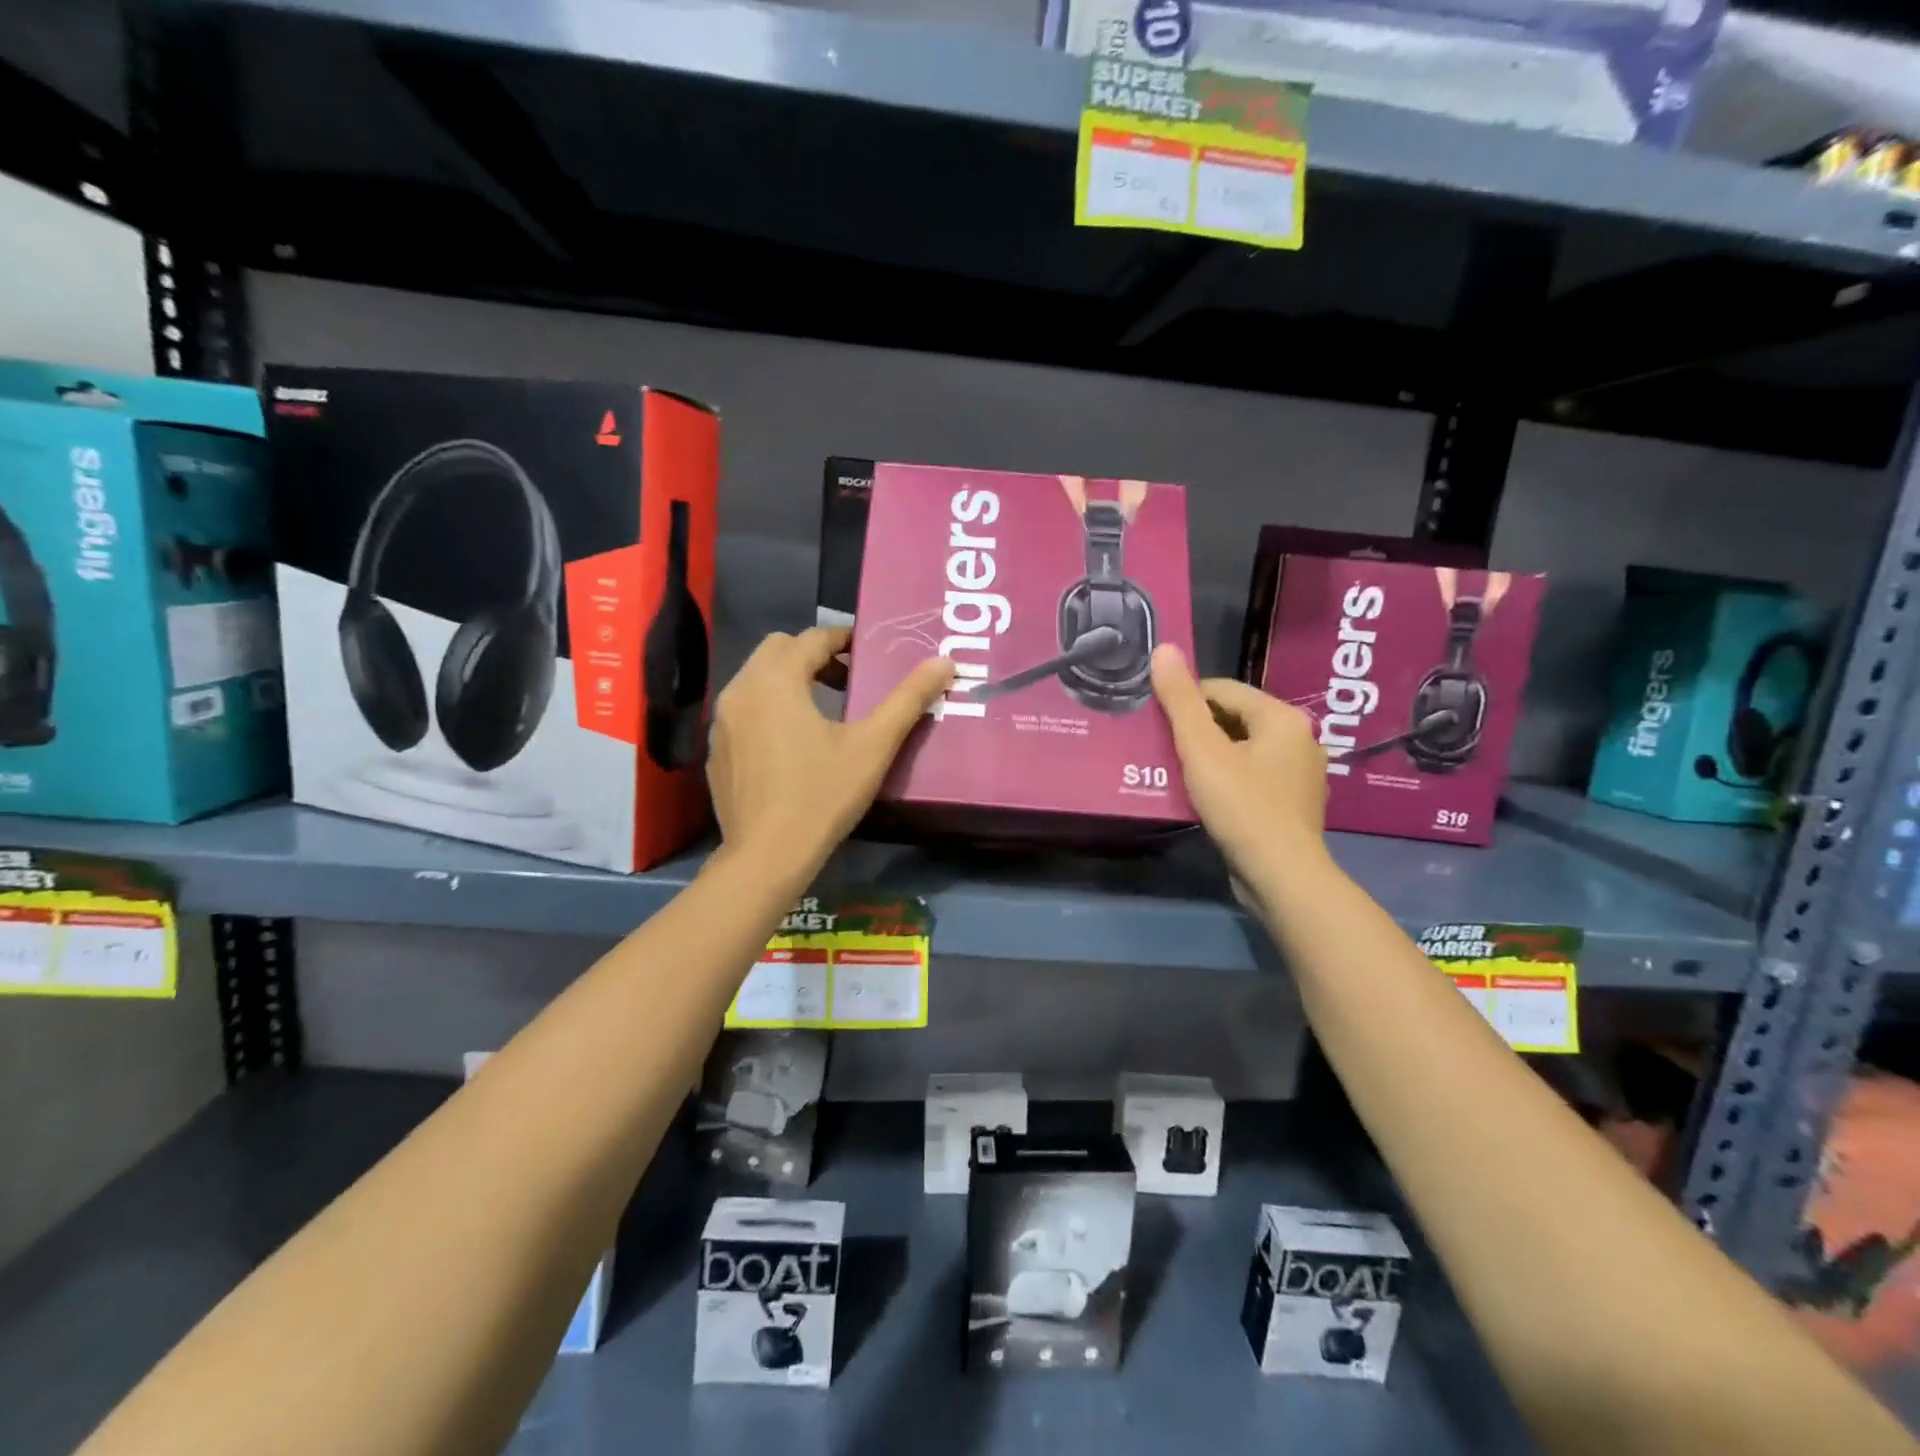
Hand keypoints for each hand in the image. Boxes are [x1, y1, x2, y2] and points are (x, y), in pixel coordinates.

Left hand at [708, 627, 953, 875]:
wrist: (767, 855)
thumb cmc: (823, 794)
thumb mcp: (873, 745)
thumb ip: (908, 699)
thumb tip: (944, 662)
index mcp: (777, 679)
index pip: (813, 637)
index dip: (844, 640)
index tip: (868, 655)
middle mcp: (741, 688)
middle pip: (778, 649)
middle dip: (813, 656)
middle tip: (847, 682)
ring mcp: (722, 720)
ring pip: (757, 678)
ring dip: (789, 680)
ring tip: (822, 711)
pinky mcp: (715, 749)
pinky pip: (743, 710)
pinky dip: (767, 709)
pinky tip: (790, 745)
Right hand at [1150, 645, 1327, 883]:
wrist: (1280, 875)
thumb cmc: (1240, 805)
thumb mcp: (1202, 749)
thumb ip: (1181, 700)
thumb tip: (1164, 648)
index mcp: (1283, 717)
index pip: (1222, 690)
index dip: (1185, 702)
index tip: (1157, 724)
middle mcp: (1300, 738)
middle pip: (1234, 719)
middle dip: (1198, 730)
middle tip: (1164, 750)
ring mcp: (1301, 773)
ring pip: (1243, 749)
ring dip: (1210, 756)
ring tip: (1178, 772)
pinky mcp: (1294, 803)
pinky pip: (1253, 776)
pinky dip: (1228, 779)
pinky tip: (1206, 796)